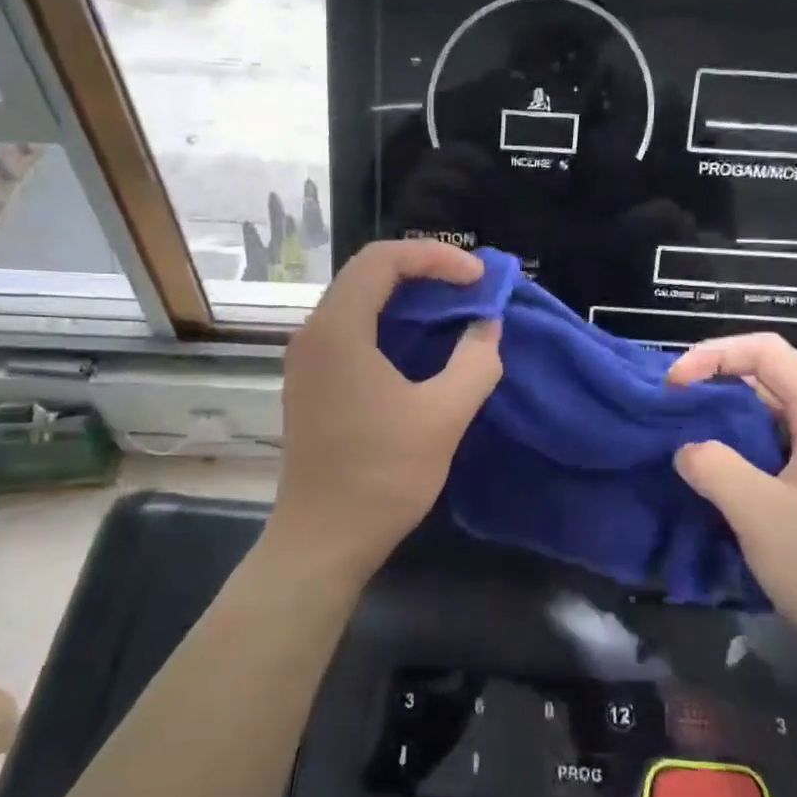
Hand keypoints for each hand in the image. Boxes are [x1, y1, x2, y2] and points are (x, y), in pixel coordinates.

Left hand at [273, 240, 502, 577]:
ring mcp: (308, 360)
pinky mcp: (312, 383)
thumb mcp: (443, 416)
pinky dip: (391, 323)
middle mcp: (313, 333)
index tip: (478, 278)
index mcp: (337, 329)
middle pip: (368, 274)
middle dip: (424, 271)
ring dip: (408, 297)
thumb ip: (476, 361)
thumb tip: (488, 326)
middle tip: (471, 289)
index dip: (436, 256)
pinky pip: (352, 330)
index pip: (383, 259)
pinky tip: (422, 345)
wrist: (322, 540)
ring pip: (359, 301)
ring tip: (454, 310)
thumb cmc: (382, 476)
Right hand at [667, 334, 796, 691]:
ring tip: (675, 440)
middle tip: (664, 412)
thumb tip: (685, 449)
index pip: (763, 350)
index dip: (712, 355)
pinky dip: (732, 452)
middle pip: (761, 377)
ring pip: (761, 416)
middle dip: (709, 384)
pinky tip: (706, 478)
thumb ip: (714, 467)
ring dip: (717, 421)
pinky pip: (766, 450)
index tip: (672, 387)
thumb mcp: (760, 513)